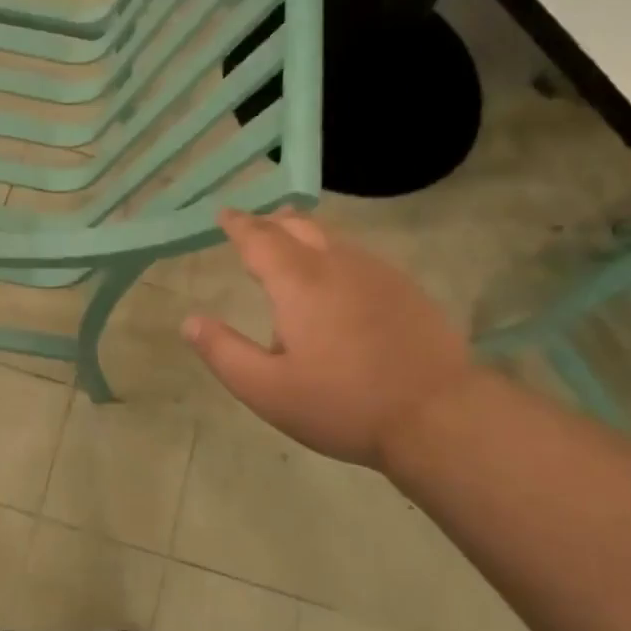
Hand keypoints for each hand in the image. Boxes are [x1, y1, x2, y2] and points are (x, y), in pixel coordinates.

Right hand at [181, 209, 481, 473]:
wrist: (440, 416)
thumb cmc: (343, 404)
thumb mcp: (268, 390)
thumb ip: (224, 353)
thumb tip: (190, 321)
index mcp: (299, 282)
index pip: (259, 238)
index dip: (238, 224)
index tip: (224, 214)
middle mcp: (337, 264)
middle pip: (299, 225)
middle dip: (270, 222)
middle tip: (253, 226)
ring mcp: (377, 273)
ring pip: (332, 237)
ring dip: (304, 234)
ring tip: (289, 244)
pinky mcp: (405, 289)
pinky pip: (358, 255)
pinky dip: (334, 252)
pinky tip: (337, 278)